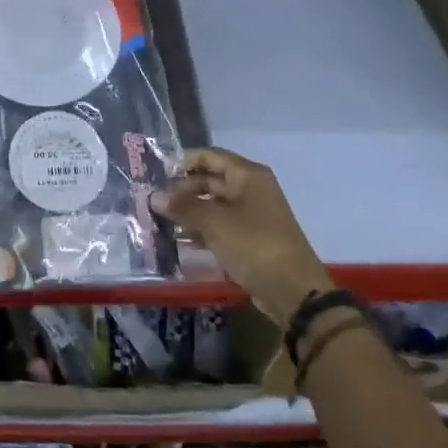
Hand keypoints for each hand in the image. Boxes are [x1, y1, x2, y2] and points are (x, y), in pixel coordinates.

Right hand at [151, 148, 331, 321]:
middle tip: (153, 202)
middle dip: (182, 190)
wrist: (293, 291)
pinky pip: (219, 226)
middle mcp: (250, 190)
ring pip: (212, 205)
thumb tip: (153, 196)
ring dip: (188, 212)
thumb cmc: (254, 245)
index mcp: (248, 176)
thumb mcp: (215, 223)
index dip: (183, 161)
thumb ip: (183, 207)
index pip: (210, 156)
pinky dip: (200, 230)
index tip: (156, 173)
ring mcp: (251, 215)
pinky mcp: (249, 238)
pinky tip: (179, 240)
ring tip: (160, 221)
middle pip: (210, 180)